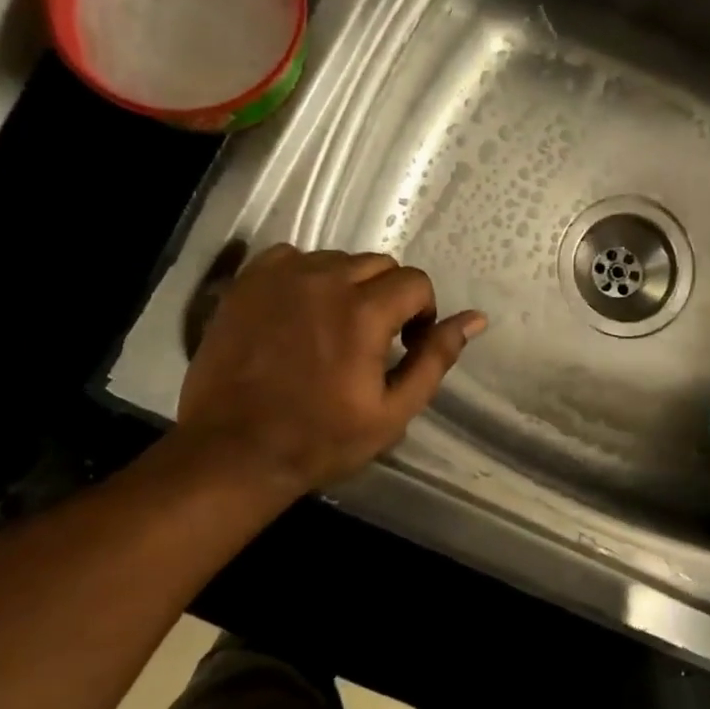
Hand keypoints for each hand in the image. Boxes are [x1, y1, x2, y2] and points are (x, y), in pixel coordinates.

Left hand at [174, 244, 485, 497]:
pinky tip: (299, 312)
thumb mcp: (393, 411)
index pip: (415, 282)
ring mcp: (280, 277)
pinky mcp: (247, 282)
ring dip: (349, 286)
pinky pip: (292, 258)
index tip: (405, 346)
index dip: (421, 314)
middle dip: (389, 296)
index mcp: (363, 312)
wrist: (233, 451)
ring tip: (333, 328)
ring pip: (337, 259)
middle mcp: (324, 280)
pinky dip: (306, 277)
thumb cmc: (321, 439)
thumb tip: (475, 319)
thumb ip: (435, 358)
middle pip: (379, 264)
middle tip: (373, 339)